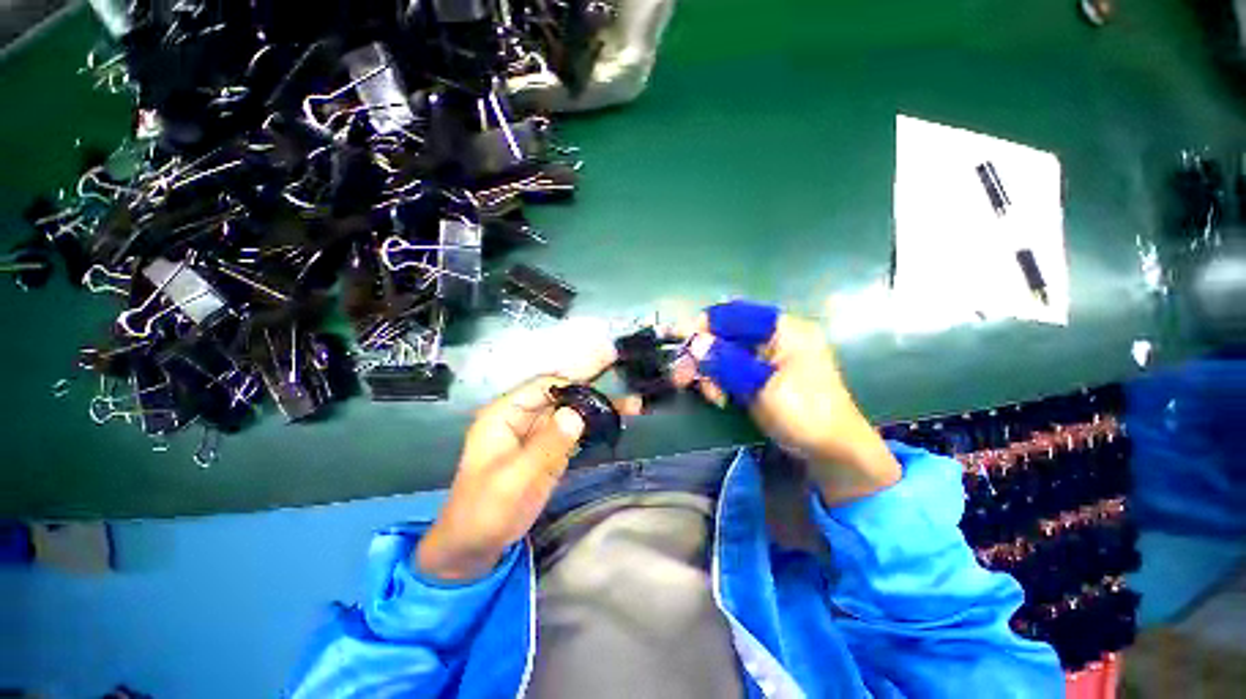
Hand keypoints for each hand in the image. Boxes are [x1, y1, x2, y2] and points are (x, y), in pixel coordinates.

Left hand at [416, 348, 639, 581]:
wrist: (476, 546)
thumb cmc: (485, 510)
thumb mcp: (513, 479)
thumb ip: (546, 446)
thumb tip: (576, 414)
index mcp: (505, 414)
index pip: (544, 385)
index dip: (574, 377)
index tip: (603, 372)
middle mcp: (523, 416)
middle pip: (562, 393)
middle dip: (592, 383)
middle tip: (618, 361)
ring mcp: (539, 433)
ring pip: (573, 411)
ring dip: (600, 407)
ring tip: (633, 404)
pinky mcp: (551, 448)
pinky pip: (576, 431)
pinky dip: (596, 426)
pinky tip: (616, 423)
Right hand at [674, 300, 900, 504]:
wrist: (832, 452)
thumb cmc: (805, 414)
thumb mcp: (762, 386)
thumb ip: (726, 362)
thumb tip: (694, 343)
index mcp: (783, 329)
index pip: (733, 314)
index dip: (703, 325)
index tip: (681, 342)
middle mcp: (773, 337)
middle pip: (725, 334)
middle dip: (701, 354)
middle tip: (680, 376)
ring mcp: (765, 357)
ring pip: (723, 353)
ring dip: (708, 372)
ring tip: (709, 395)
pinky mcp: (759, 375)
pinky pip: (729, 369)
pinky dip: (718, 381)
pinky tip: (716, 397)